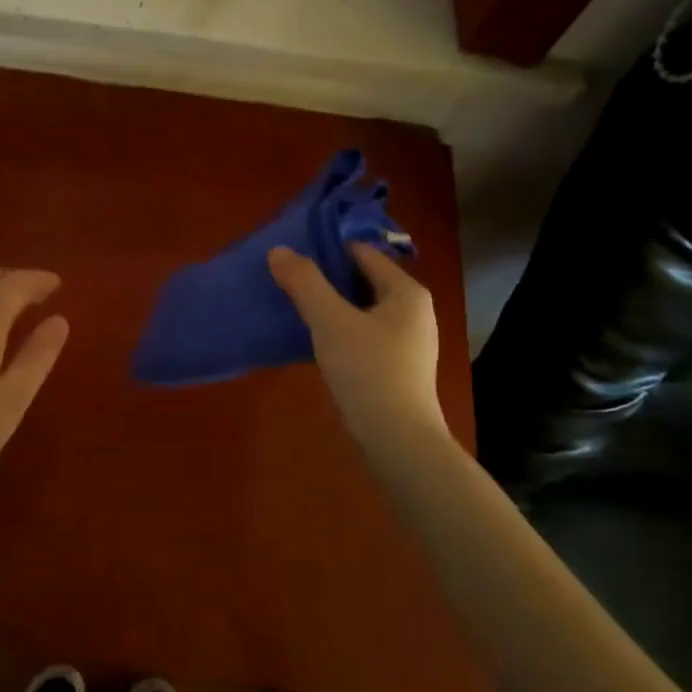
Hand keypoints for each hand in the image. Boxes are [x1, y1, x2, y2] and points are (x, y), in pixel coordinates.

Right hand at [268, 243, 449, 454]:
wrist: (398, 442)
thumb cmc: (368, 371)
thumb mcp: (330, 321)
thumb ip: (304, 282)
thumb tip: (278, 250)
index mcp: (406, 292)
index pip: (363, 253)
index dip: (327, 249)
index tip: (292, 253)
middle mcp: (413, 311)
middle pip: (362, 280)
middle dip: (326, 278)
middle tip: (288, 278)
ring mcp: (407, 341)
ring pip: (361, 309)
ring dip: (331, 305)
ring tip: (295, 305)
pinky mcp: (397, 366)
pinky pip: (363, 333)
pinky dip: (340, 330)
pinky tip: (314, 339)